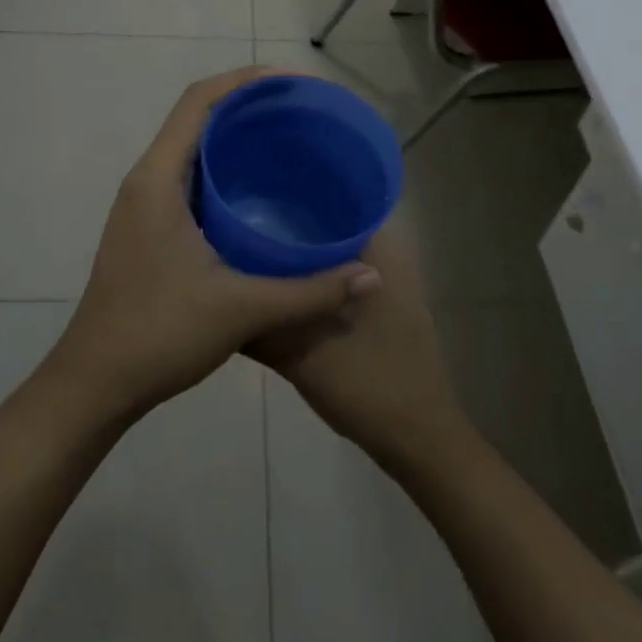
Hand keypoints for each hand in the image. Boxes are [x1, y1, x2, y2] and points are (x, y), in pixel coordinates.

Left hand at [47, 68, 384, 423]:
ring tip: (287, 141)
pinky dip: (224, 171)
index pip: (198, 101)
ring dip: (234, 137)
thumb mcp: (240, 309)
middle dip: (247, 105)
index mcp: (158, 179)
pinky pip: (190, 179)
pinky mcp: (149, 229)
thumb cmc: (158, 333)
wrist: (94, 383)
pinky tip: (261, 194)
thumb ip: (309, 291)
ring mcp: (144, 206)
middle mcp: (146, 181)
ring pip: (192, 149)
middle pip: (196, 118)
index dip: (244, 80)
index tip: (292, 81)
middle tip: (301, 111)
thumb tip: (370, 276)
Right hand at [248, 224, 466, 467]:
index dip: (294, 200)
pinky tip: (288, 294)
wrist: (420, 441)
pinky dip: (319, 282)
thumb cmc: (368, 387)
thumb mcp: (302, 357)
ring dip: (305, 259)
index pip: (335, 201)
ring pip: (339, 256)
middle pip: (333, 228)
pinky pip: (346, 280)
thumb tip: (221, 298)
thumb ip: (262, 328)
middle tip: (247, 231)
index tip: (256, 202)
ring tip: (258, 257)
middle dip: (293, 230)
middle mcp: (390, 257)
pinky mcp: (387, 310)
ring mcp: (392, 285)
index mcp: (378, 252)